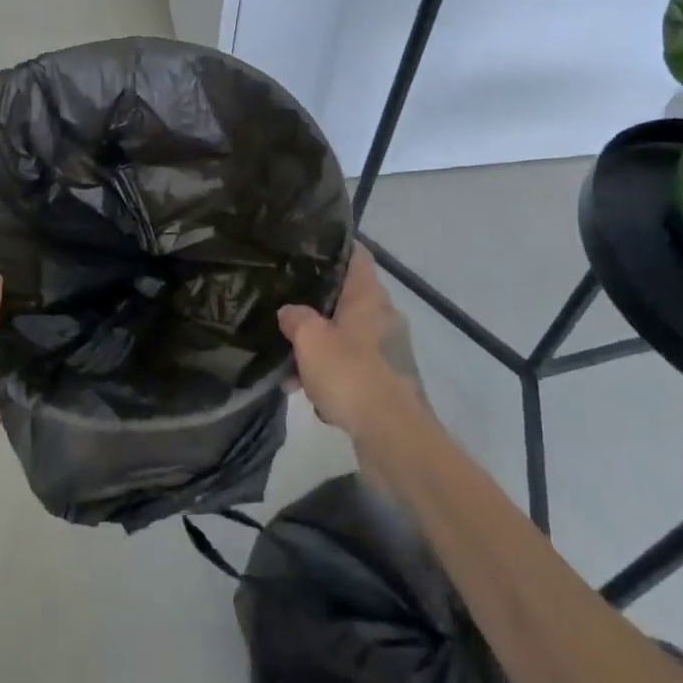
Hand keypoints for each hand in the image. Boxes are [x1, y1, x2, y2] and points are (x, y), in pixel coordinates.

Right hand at [279, 242, 424, 445]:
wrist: (394, 437)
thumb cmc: (351, 374)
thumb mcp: (310, 339)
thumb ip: (296, 318)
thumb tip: (290, 312)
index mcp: (369, 296)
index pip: (356, 254)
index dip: (335, 246)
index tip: (310, 246)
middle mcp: (384, 317)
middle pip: (347, 299)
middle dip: (317, 308)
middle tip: (288, 310)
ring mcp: (389, 351)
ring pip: (347, 339)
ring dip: (320, 352)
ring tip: (289, 371)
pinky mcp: (388, 383)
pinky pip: (354, 370)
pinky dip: (334, 379)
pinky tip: (312, 399)